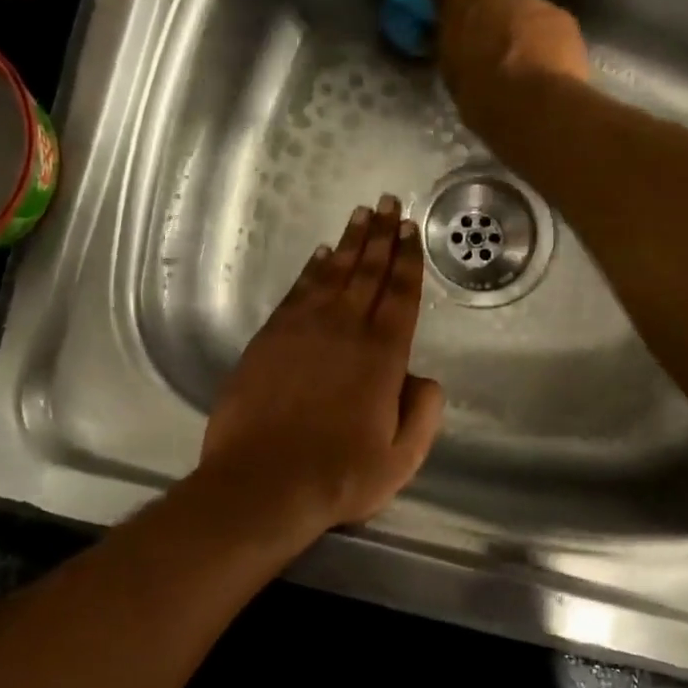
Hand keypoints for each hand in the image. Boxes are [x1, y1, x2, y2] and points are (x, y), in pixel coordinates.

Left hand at [197, 196, 445, 540]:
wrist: (262, 484)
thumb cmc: (339, 476)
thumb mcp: (402, 458)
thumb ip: (423, 413)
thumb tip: (425, 378)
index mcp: (383, 355)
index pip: (400, 295)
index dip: (407, 260)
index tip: (410, 230)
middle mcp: (345, 330)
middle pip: (368, 272)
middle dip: (381, 236)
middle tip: (388, 203)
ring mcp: (303, 330)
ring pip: (332, 274)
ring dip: (349, 242)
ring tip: (360, 215)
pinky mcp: (269, 338)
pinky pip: (297, 291)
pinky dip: (311, 269)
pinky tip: (320, 255)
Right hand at [436, 0, 590, 147]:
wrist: (533, 103)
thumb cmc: (482, 97)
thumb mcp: (454, 76)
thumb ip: (457, 50)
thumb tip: (463, 47)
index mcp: (461, 9)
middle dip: (496, 17)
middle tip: (496, 49)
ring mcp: (534, 1)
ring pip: (527, 11)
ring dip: (525, 29)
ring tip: (527, 62)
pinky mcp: (564, 17)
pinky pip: (552, 25)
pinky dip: (550, 40)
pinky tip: (550, 66)